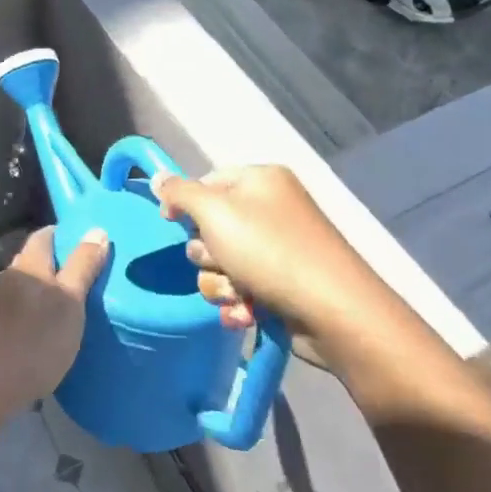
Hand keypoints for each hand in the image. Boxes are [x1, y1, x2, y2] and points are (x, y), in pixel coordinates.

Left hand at [0, 225, 107, 417]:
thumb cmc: (35, 342)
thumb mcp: (70, 304)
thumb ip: (83, 267)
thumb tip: (97, 230)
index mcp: (28, 265)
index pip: (44, 236)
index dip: (63, 235)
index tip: (84, 243)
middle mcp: (6, 276)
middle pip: (31, 260)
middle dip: (53, 265)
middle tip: (81, 278)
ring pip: (20, 286)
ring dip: (38, 291)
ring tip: (62, 308)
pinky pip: (11, 310)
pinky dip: (27, 313)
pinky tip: (37, 331)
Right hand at [152, 165, 388, 341]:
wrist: (333, 312)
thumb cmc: (270, 250)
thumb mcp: (215, 212)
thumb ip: (180, 193)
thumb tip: (157, 178)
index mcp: (260, 181)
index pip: (206, 181)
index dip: (185, 203)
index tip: (170, 222)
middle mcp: (269, 210)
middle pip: (209, 227)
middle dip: (207, 253)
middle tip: (222, 261)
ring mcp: (277, 249)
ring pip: (219, 264)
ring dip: (220, 284)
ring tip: (240, 294)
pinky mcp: (281, 285)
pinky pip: (239, 290)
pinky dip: (239, 303)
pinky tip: (248, 313)